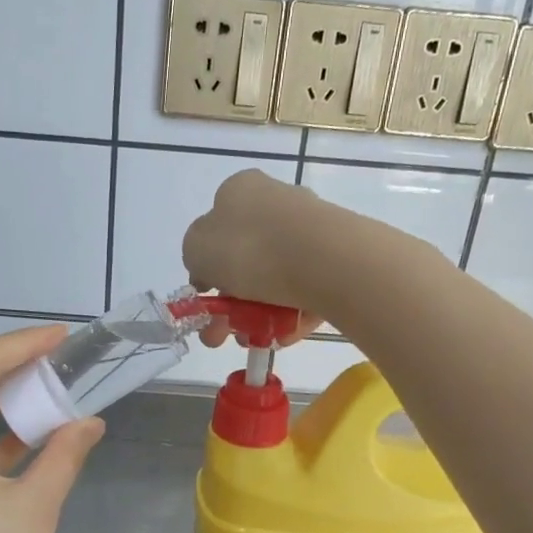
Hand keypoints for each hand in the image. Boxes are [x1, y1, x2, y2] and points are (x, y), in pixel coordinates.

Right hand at [182, 169, 327, 346]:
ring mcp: (310, 229)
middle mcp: (276, 202)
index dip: (206, 267)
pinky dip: (290, 314)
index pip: (215, 228)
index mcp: (239, 191)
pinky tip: (283, 336)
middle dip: (230, 303)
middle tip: (221, 335)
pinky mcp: (336, 257)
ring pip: (274, 279)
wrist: (324, 260)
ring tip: (253, 341)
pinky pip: (304, 289)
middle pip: (245, 258)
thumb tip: (209, 268)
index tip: (205, 298)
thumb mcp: (196, 249)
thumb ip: (195, 257)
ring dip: (257, 314)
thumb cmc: (248, 248)